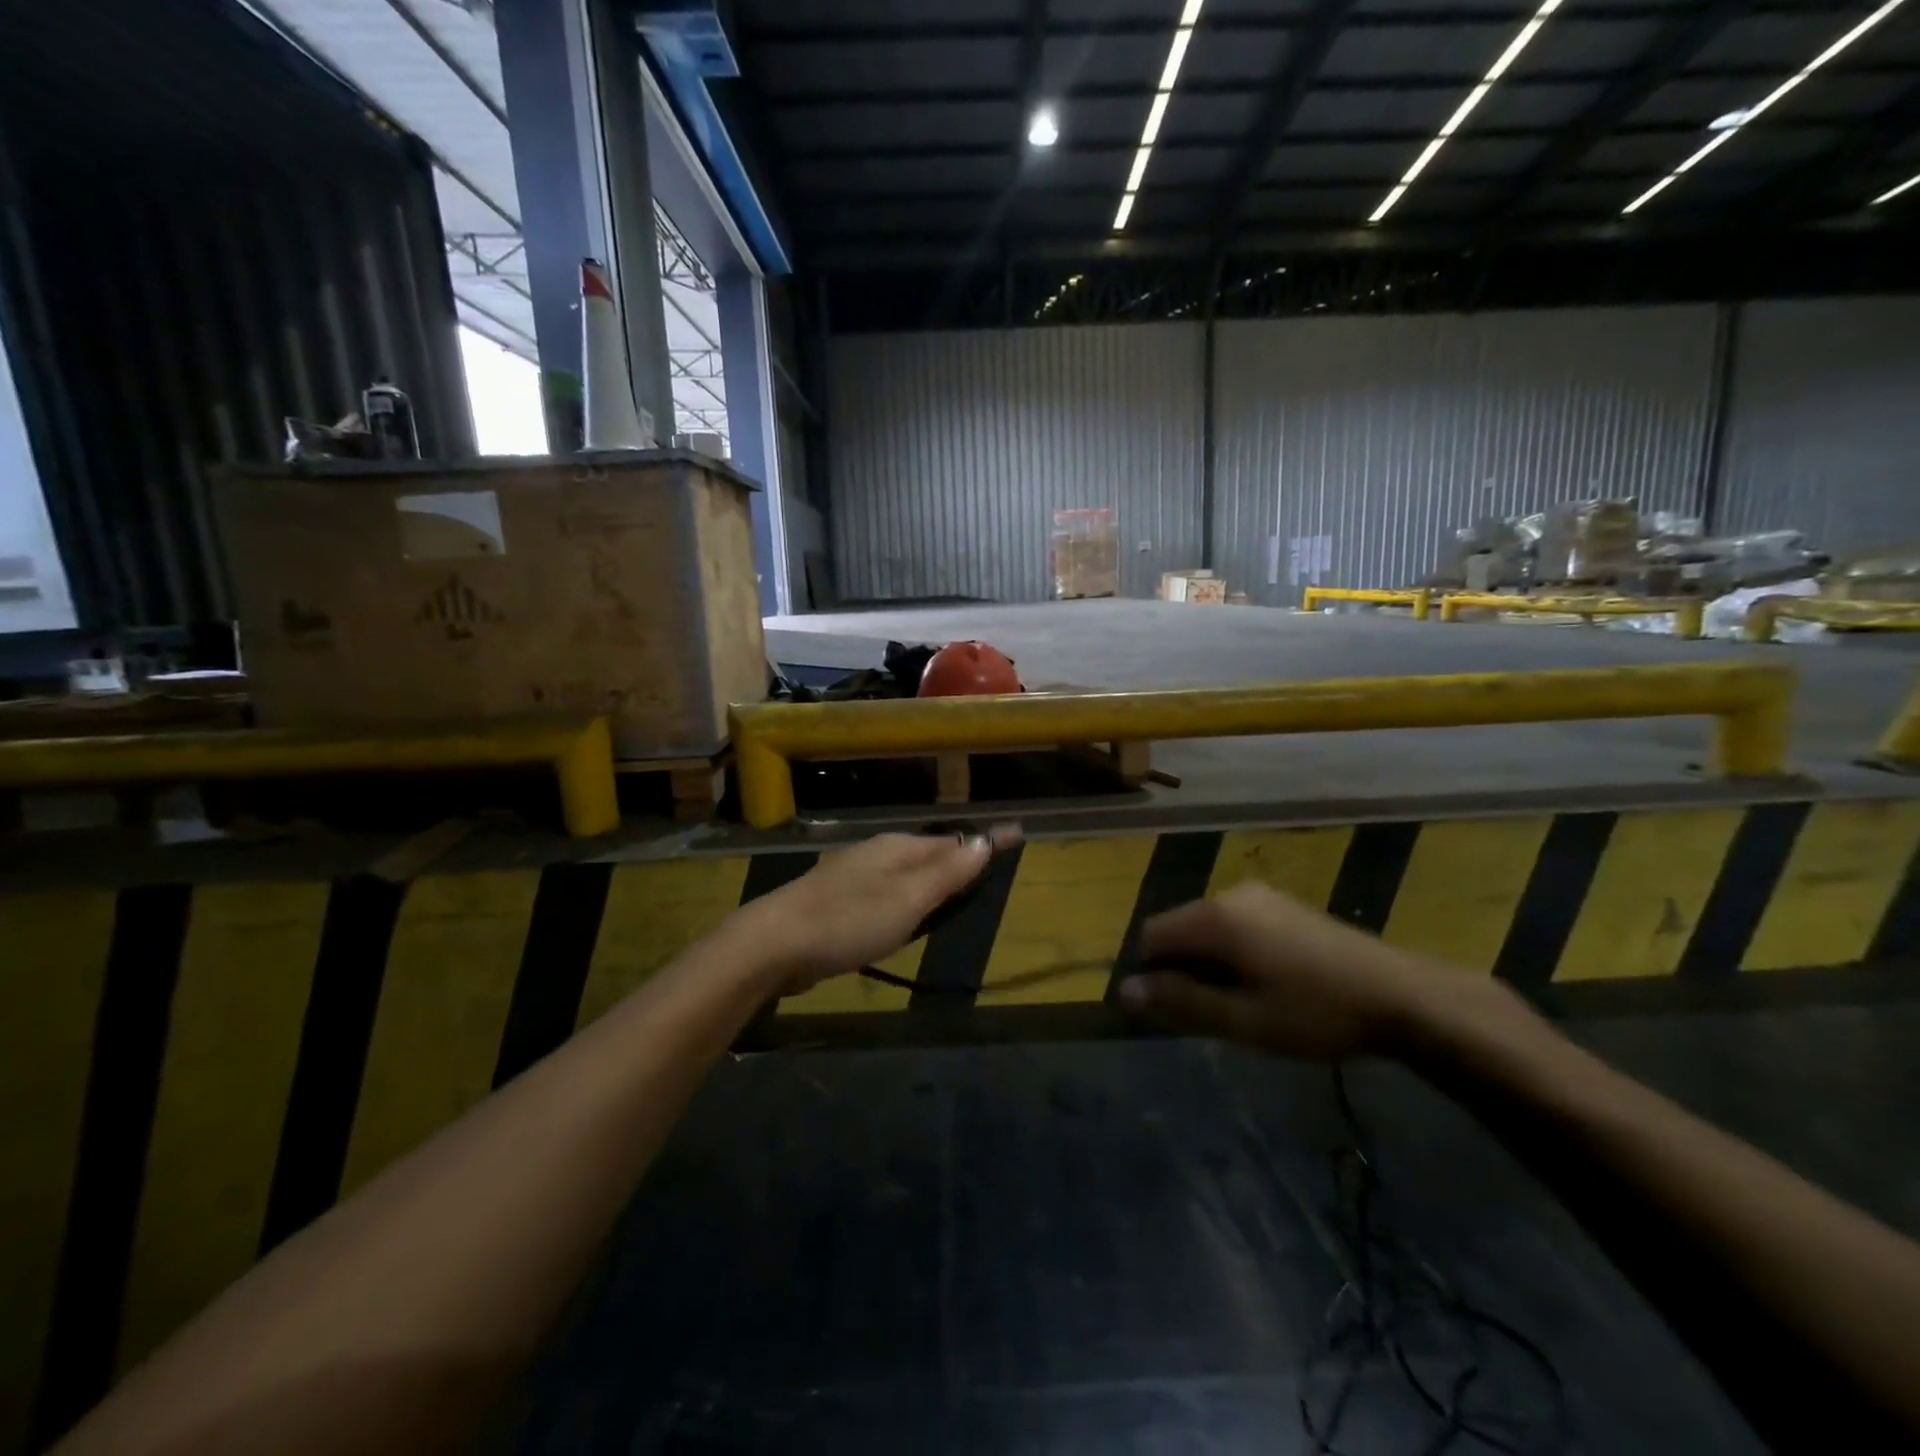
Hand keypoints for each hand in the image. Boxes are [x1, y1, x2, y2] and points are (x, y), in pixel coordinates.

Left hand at [739, 825, 1021, 994]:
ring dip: (932, 882)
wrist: (773, 943)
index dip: (986, 843)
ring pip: (906, 875)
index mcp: (897, 847)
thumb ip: (946, 874)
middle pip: (929, 855)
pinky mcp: (838, 903)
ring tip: (956, 894)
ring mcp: (854, 877)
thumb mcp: (907, 899)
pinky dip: (906, 902)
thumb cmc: (848, 920)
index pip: (953, 841)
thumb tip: (984, 842)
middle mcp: (877, 854)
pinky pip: (886, 895)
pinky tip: (906, 919)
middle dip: (958, 861)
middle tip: (990, 869)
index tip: (1018, 836)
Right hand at [1121, 882, 1511, 1058]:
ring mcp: (1260, 895)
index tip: (1180, 1012)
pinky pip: (1236, 923)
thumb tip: (1125, 990)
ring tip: (1246, 1002)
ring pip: (1208, 927)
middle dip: (1184, 969)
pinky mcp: (1283, 903)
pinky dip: (1234, 951)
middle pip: (1179, 929)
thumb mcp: (1242, 1019)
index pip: (1151, 936)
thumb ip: (1180, 1001)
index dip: (1154, 975)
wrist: (1401, 996)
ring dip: (1210, 962)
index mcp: (1214, 917)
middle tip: (1217, 1013)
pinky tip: (1270, 982)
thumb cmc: (1315, 1012)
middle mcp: (1229, 893)